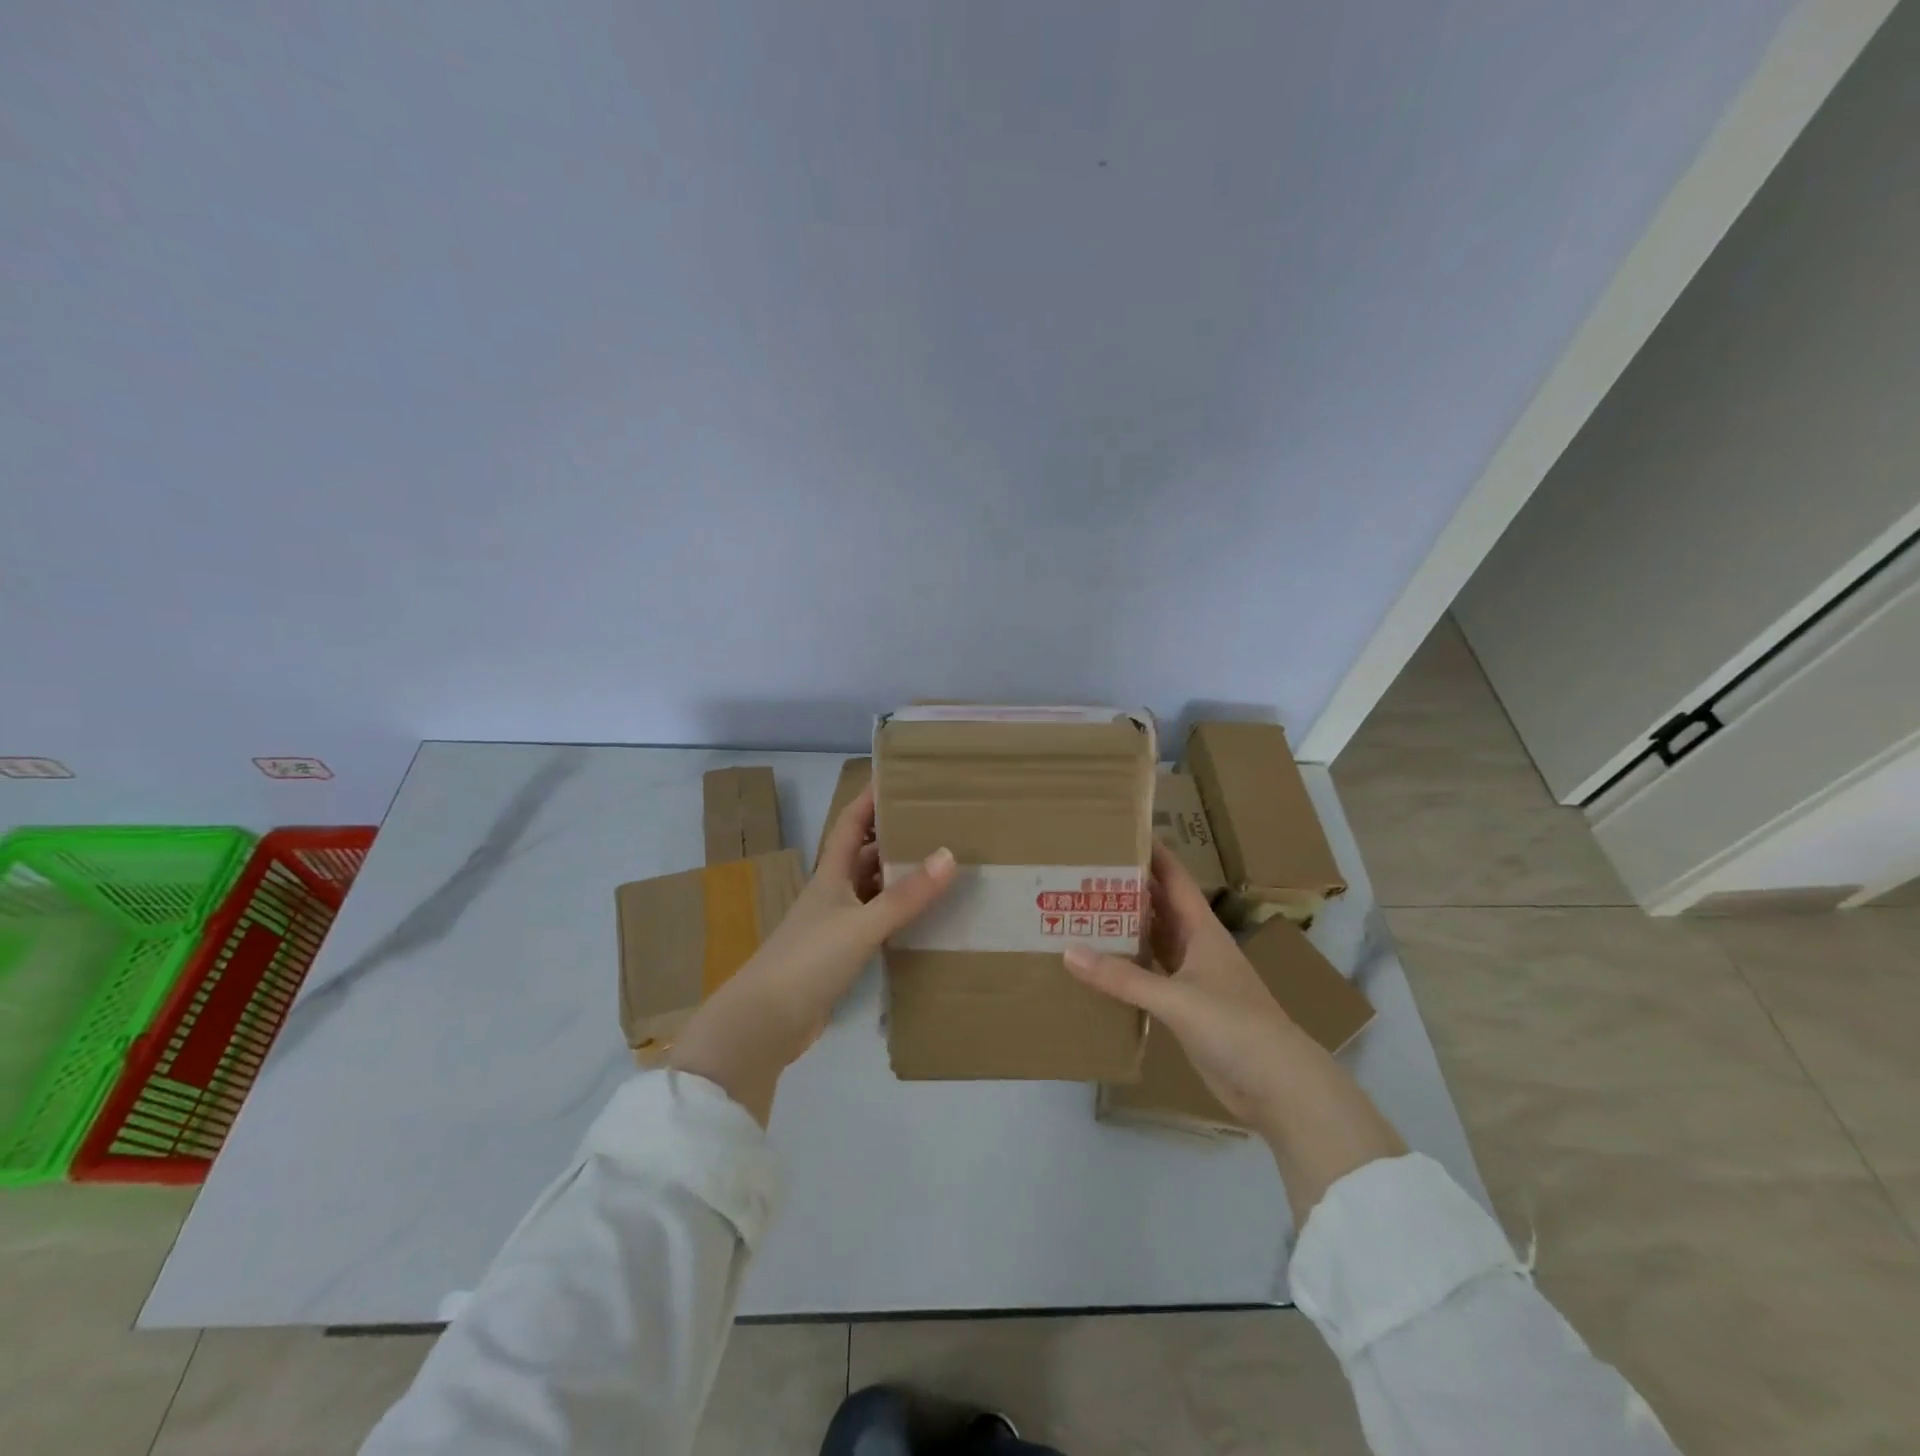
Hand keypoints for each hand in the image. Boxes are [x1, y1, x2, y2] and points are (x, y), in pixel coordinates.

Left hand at [668, 784, 955, 1123]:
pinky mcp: (838, 957)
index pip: (849, 824)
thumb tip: (948, 855)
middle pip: (862, 855)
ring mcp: (833, 926)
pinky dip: (895, 916)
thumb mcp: (861, 925)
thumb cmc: (809, 961)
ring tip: (938, 867)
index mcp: (830, 876)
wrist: (764, 1023)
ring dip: (896, 878)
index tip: (898, 778)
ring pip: (870, 890)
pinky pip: (873, 924)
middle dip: (893, 837)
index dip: (870, 799)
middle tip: (935, 825)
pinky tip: (920, 920)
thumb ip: (905, 896)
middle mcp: (831, 894)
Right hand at [1064, 842, 1404, 1222]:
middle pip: (1156, 906)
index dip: (1150, 852)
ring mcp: (1191, 977)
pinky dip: (1125, 968)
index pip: (1173, 878)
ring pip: (1151, 941)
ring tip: (1079, 911)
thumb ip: (1123, 978)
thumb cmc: (1235, 1026)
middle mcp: (1195, 945)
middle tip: (1079, 873)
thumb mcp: (1176, 998)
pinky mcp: (1184, 1007)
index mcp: (1201, 929)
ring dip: (1122, 928)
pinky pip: (1147, 976)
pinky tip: (1096, 966)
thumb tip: (1068, 952)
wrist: (1277, 1086)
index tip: (1116, 831)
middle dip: (1124, 888)